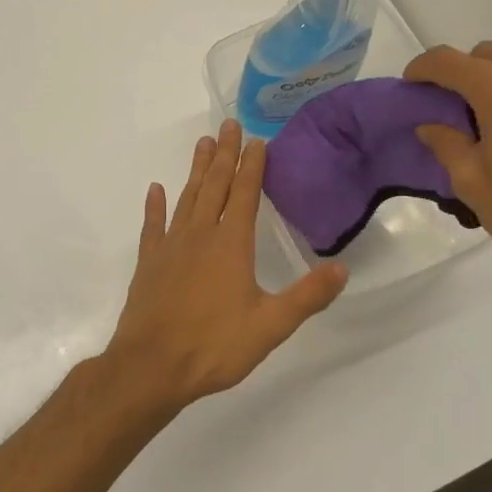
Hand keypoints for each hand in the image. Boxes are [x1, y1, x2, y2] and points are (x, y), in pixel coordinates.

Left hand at [104, 120, 347, 410]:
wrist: (151, 367)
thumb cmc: (214, 346)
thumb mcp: (270, 326)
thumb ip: (307, 296)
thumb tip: (343, 268)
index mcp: (231, 244)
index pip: (245, 194)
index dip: (252, 166)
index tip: (257, 140)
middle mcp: (200, 235)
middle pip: (214, 186)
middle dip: (225, 154)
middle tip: (228, 123)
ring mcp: (170, 247)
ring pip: (186, 198)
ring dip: (196, 170)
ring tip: (203, 143)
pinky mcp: (149, 263)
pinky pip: (153, 226)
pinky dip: (155, 206)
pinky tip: (156, 190)